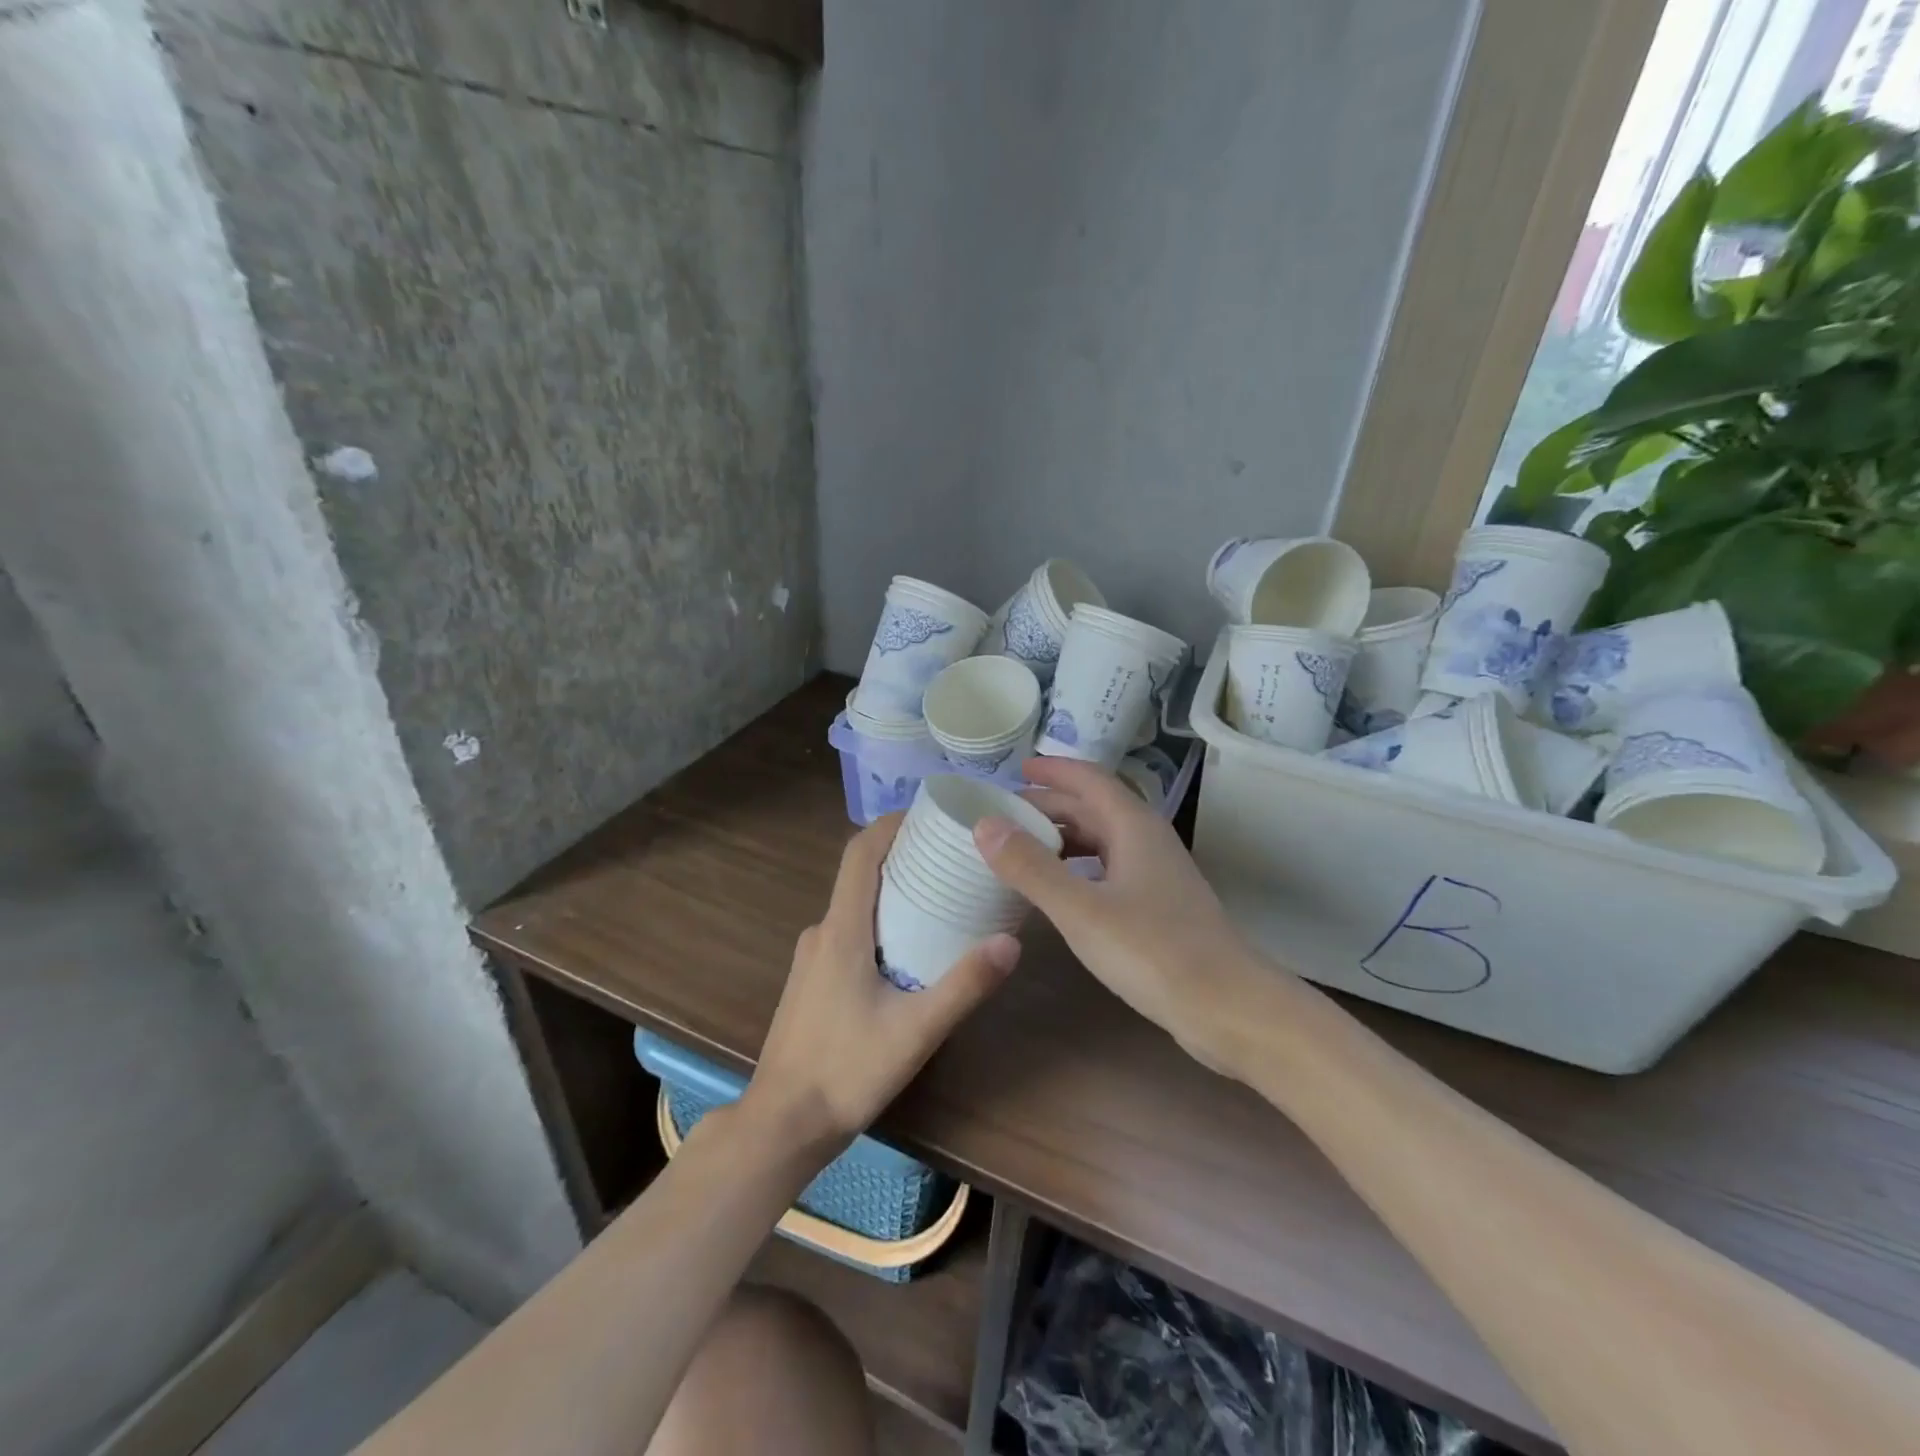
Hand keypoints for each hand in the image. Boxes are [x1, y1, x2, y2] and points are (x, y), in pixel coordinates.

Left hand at [745, 814, 1020, 1149]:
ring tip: (941, 897)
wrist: (782, 1123)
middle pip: (861, 873)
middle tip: (953, 855)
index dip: (892, 823)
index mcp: (841, 930)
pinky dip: (880, 920)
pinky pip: (850, 930)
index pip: (860, 853)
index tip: (931, 813)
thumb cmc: (846, 1071)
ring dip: (893, 890)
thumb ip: (964, 985)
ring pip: (856, 904)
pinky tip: (910, 948)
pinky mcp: (814, 979)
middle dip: (904, 855)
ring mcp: (813, 956)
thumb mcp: (915, 1031)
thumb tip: (1011, 941)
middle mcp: (822, 931)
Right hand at [974, 757, 1267, 1071]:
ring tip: (1022, 849)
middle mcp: (1147, 840)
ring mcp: (1156, 875)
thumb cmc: (1154, 951)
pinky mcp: (1159, 907)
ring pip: (1102, 840)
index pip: (1089, 779)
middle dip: (1050, 805)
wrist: (1228, 1008)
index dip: (1053, 769)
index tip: (1016, 769)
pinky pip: (1109, 869)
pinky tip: (1060, 890)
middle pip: (1094, 808)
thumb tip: (985, 824)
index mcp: (1133, 826)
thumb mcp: (1081, 909)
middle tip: (1004, 815)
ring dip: (1063, 837)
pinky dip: (1078, 868)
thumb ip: (1031, 867)